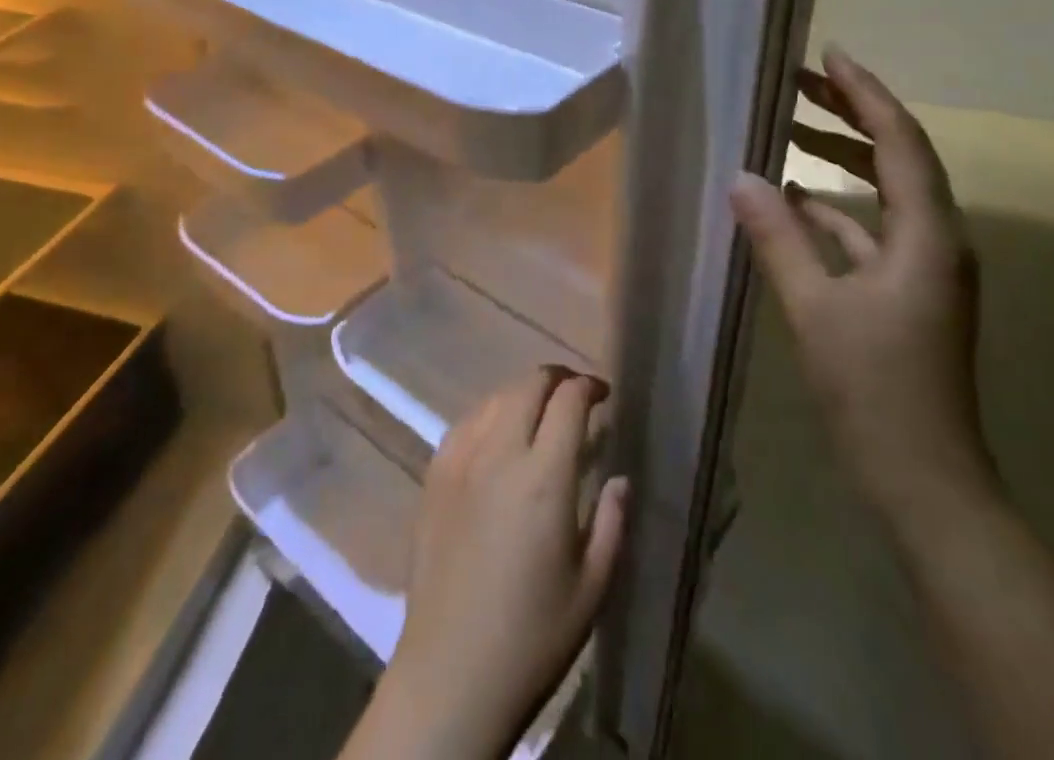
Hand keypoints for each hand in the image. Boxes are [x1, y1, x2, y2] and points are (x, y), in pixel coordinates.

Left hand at [357, 368, 627, 759]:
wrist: (450, 673)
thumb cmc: (532, 637)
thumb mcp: (592, 587)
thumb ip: (612, 521)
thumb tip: (620, 477)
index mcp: (543, 477)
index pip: (568, 401)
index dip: (589, 386)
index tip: (604, 395)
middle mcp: (499, 452)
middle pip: (529, 385)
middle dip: (557, 379)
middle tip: (576, 396)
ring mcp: (460, 459)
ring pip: (495, 396)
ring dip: (523, 393)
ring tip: (540, 412)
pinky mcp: (434, 473)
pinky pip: (466, 421)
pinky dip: (490, 413)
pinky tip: (498, 434)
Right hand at [731, 45, 997, 522]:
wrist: (926, 482)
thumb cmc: (874, 389)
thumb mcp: (815, 307)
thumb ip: (778, 237)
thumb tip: (741, 177)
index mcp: (927, 235)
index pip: (899, 140)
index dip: (865, 92)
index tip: (829, 54)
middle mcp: (937, 240)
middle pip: (897, 156)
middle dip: (849, 114)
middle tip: (797, 83)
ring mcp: (924, 268)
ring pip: (884, 192)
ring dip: (841, 158)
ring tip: (790, 130)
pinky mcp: (907, 293)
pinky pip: (872, 230)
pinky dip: (836, 207)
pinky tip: (795, 201)